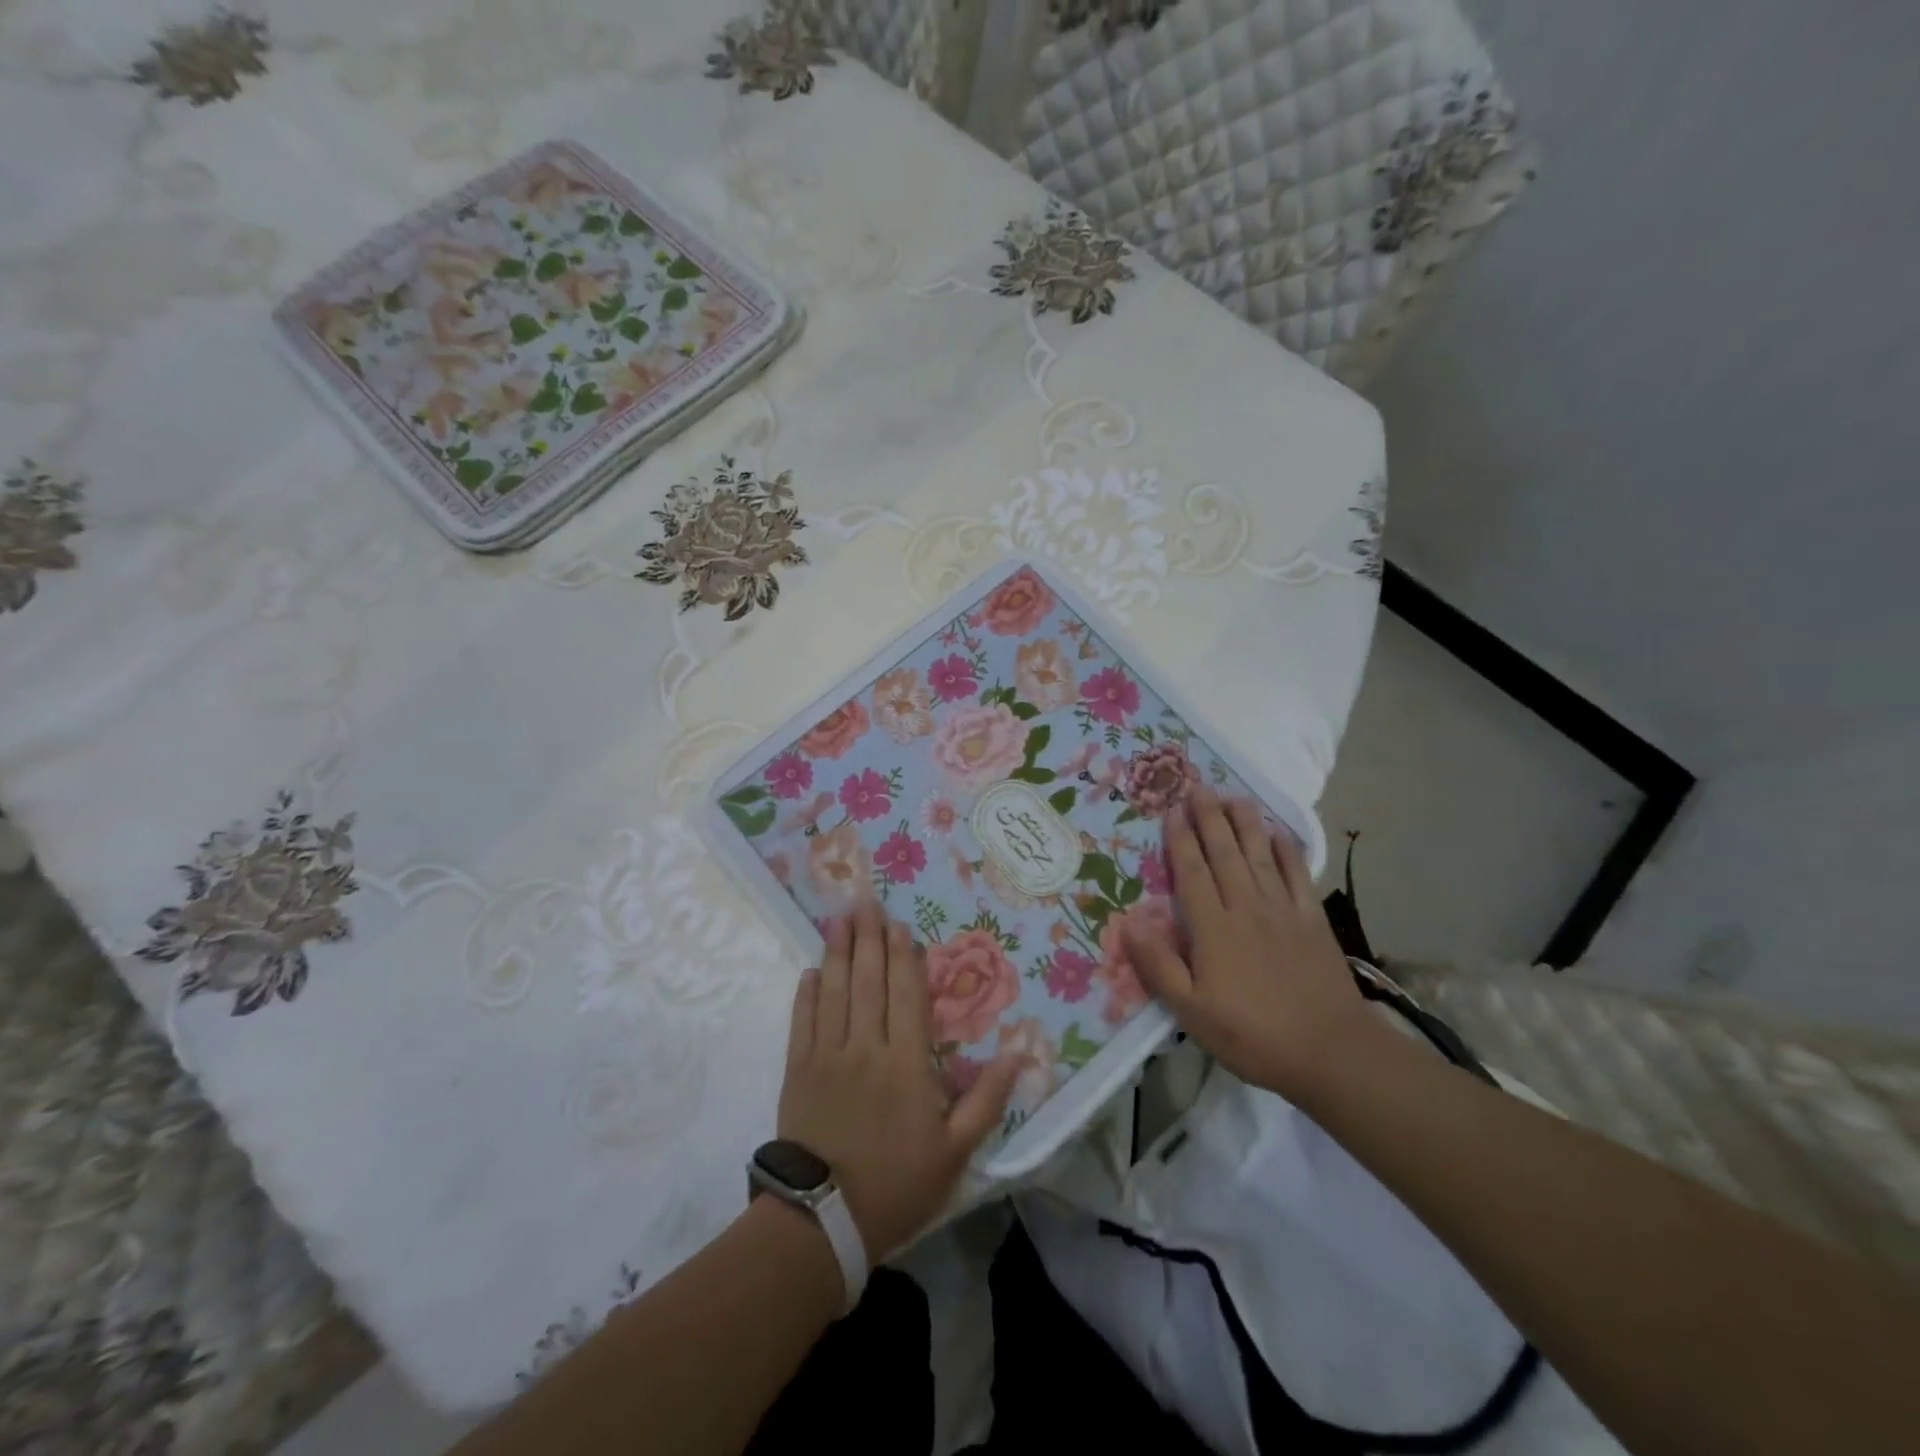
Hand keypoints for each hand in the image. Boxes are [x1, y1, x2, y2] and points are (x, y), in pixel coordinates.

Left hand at [779, 902, 1018, 1261]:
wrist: (823, 1222)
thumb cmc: (897, 1185)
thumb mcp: (956, 1151)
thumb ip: (987, 1100)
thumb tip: (1018, 1053)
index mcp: (907, 1064)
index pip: (907, 996)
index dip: (904, 958)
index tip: (900, 926)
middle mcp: (867, 1048)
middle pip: (869, 982)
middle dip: (869, 939)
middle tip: (866, 903)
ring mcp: (828, 1056)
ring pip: (835, 992)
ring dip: (838, 953)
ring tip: (840, 920)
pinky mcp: (798, 1071)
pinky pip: (802, 1022)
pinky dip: (807, 994)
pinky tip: (811, 971)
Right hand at [1122, 784, 1375, 1102]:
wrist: (1331, 1052)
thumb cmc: (1253, 1035)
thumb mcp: (1192, 1012)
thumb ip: (1159, 966)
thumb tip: (1128, 923)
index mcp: (1214, 928)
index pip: (1192, 872)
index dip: (1181, 839)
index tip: (1172, 809)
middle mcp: (1247, 907)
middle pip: (1225, 852)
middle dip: (1209, 817)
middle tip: (1198, 787)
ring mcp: (1283, 911)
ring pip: (1260, 854)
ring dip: (1245, 823)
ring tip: (1234, 796)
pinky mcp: (1312, 920)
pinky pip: (1298, 874)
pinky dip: (1288, 850)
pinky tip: (1279, 832)